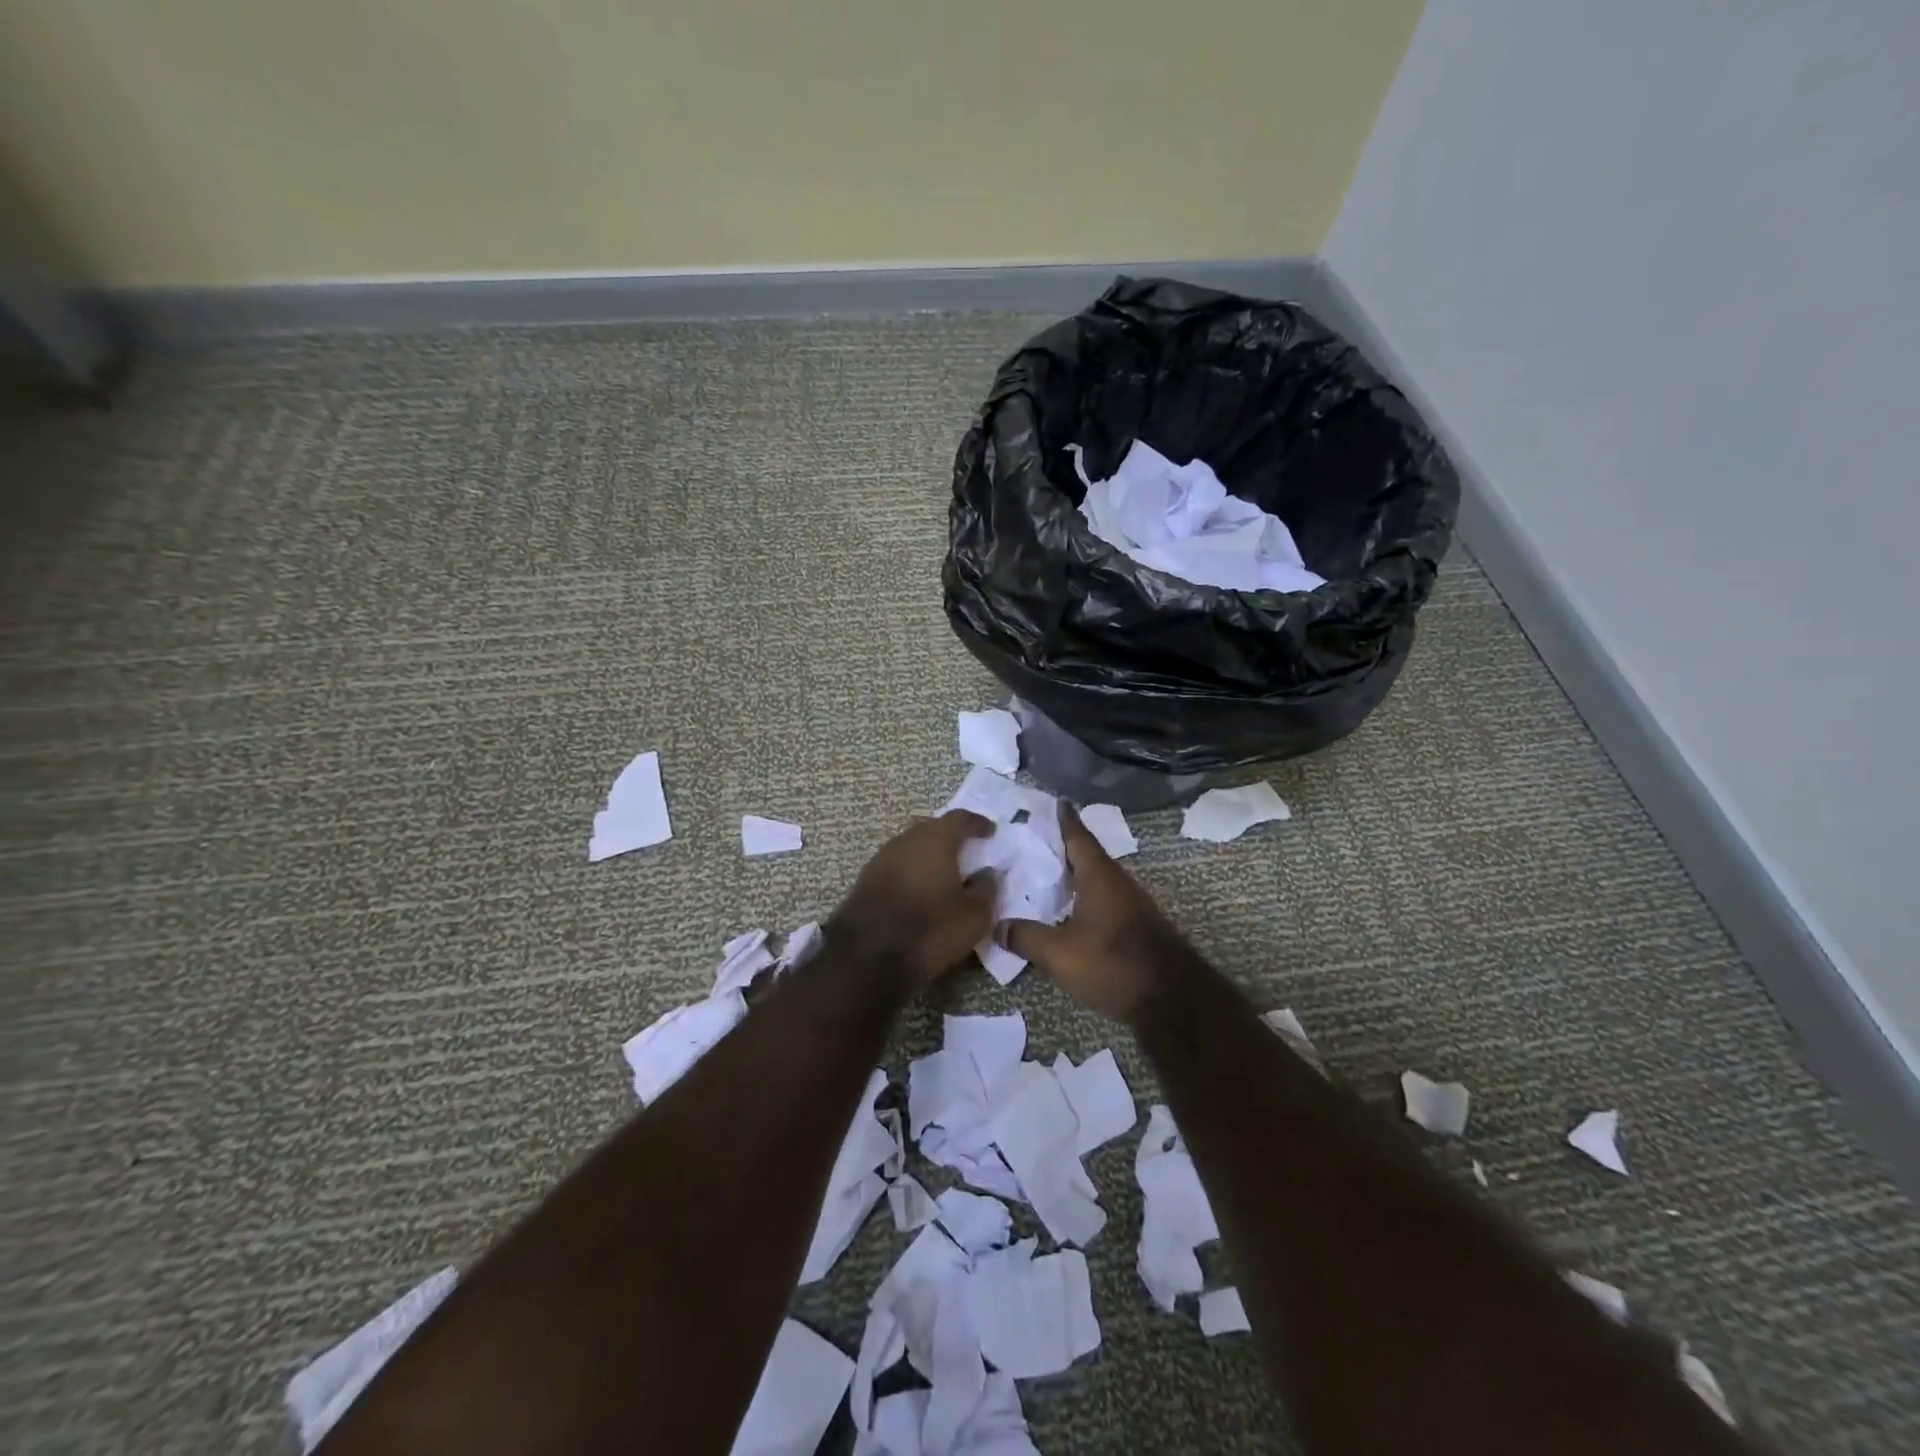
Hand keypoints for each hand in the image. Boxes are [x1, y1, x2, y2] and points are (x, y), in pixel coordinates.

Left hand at [828, 811, 996, 988]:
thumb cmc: (929, 930)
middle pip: (932, 829)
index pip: (960, 818)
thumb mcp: (973, 917)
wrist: (866, 958)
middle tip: (969, 851)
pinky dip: (912, 872)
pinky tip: (920, 890)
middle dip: (952, 837)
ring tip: (946, 873)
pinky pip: (897, 866)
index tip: (990, 832)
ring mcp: (881, 859)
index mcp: (934, 840)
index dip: (977, 823)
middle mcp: (905, 840)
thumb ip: (986, 889)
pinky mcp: (865, 880)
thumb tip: (988, 873)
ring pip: (912, 847)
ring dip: (929, 855)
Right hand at [999, 803, 1188, 1021]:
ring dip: (1075, 874)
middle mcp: (1118, 882)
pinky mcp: (1137, 926)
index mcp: (1099, 876)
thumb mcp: (1060, 953)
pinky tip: (1070, 910)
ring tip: (1048, 874)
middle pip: (1088, 856)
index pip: (1079, 837)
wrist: (1172, 999)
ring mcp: (1131, 904)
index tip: (1056, 801)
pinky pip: (1104, 899)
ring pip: (1097, 879)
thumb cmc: (1113, 963)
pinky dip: (1084, 896)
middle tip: (1038, 840)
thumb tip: (997, 926)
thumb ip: (1026, 937)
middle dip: (1064, 847)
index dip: (1065, 820)